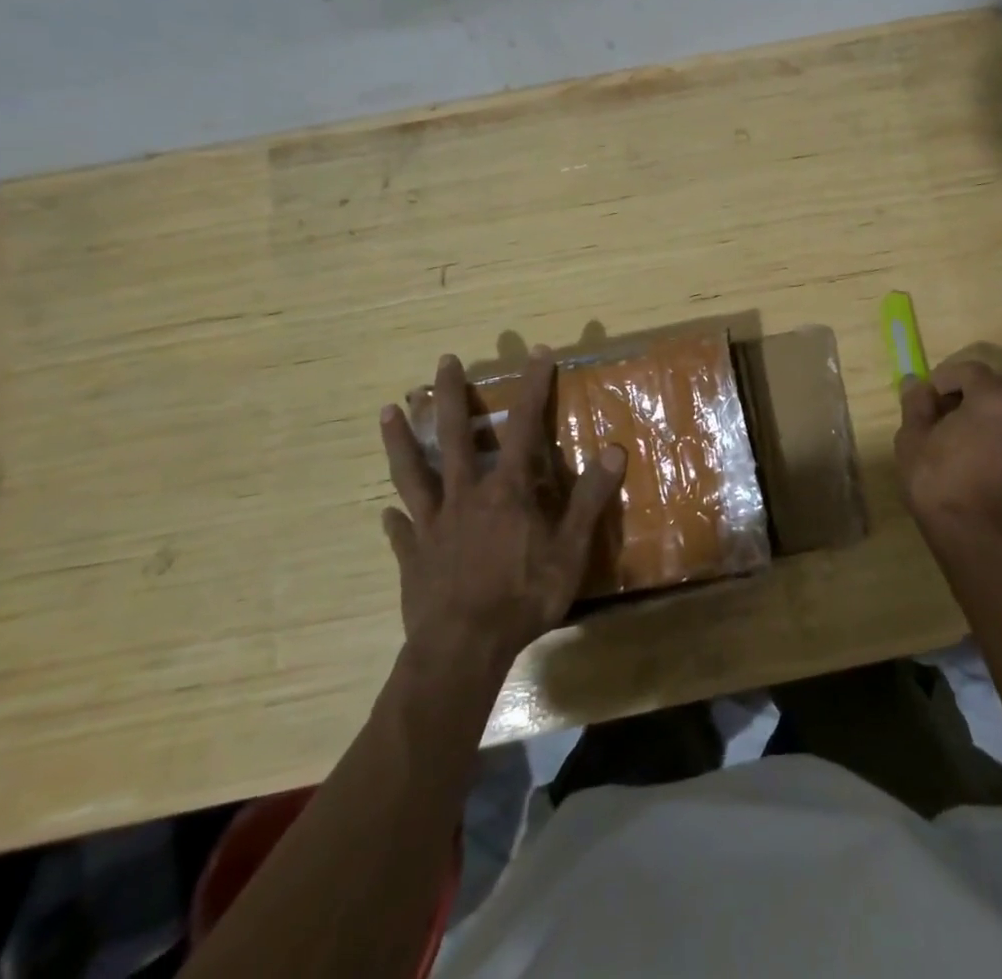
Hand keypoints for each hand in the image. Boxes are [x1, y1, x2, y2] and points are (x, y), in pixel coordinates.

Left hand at [379, 348, 626, 672]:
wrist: (463, 648)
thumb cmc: (523, 596)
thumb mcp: (570, 549)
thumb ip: (590, 499)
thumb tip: (614, 449)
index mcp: (506, 490)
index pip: (523, 426)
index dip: (532, 388)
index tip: (537, 353)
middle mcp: (465, 495)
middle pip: (454, 436)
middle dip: (450, 395)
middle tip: (443, 361)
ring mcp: (434, 524)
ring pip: (413, 473)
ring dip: (401, 441)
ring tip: (387, 411)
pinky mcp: (414, 556)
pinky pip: (402, 531)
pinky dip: (396, 520)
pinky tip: (387, 514)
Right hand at [895, 360, 1001, 546]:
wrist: (976, 542)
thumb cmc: (938, 485)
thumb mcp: (912, 441)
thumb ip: (916, 404)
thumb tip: (916, 383)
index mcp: (994, 398)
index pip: (970, 370)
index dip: (946, 379)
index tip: (930, 400)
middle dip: (976, 396)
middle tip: (953, 420)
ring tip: (988, 438)